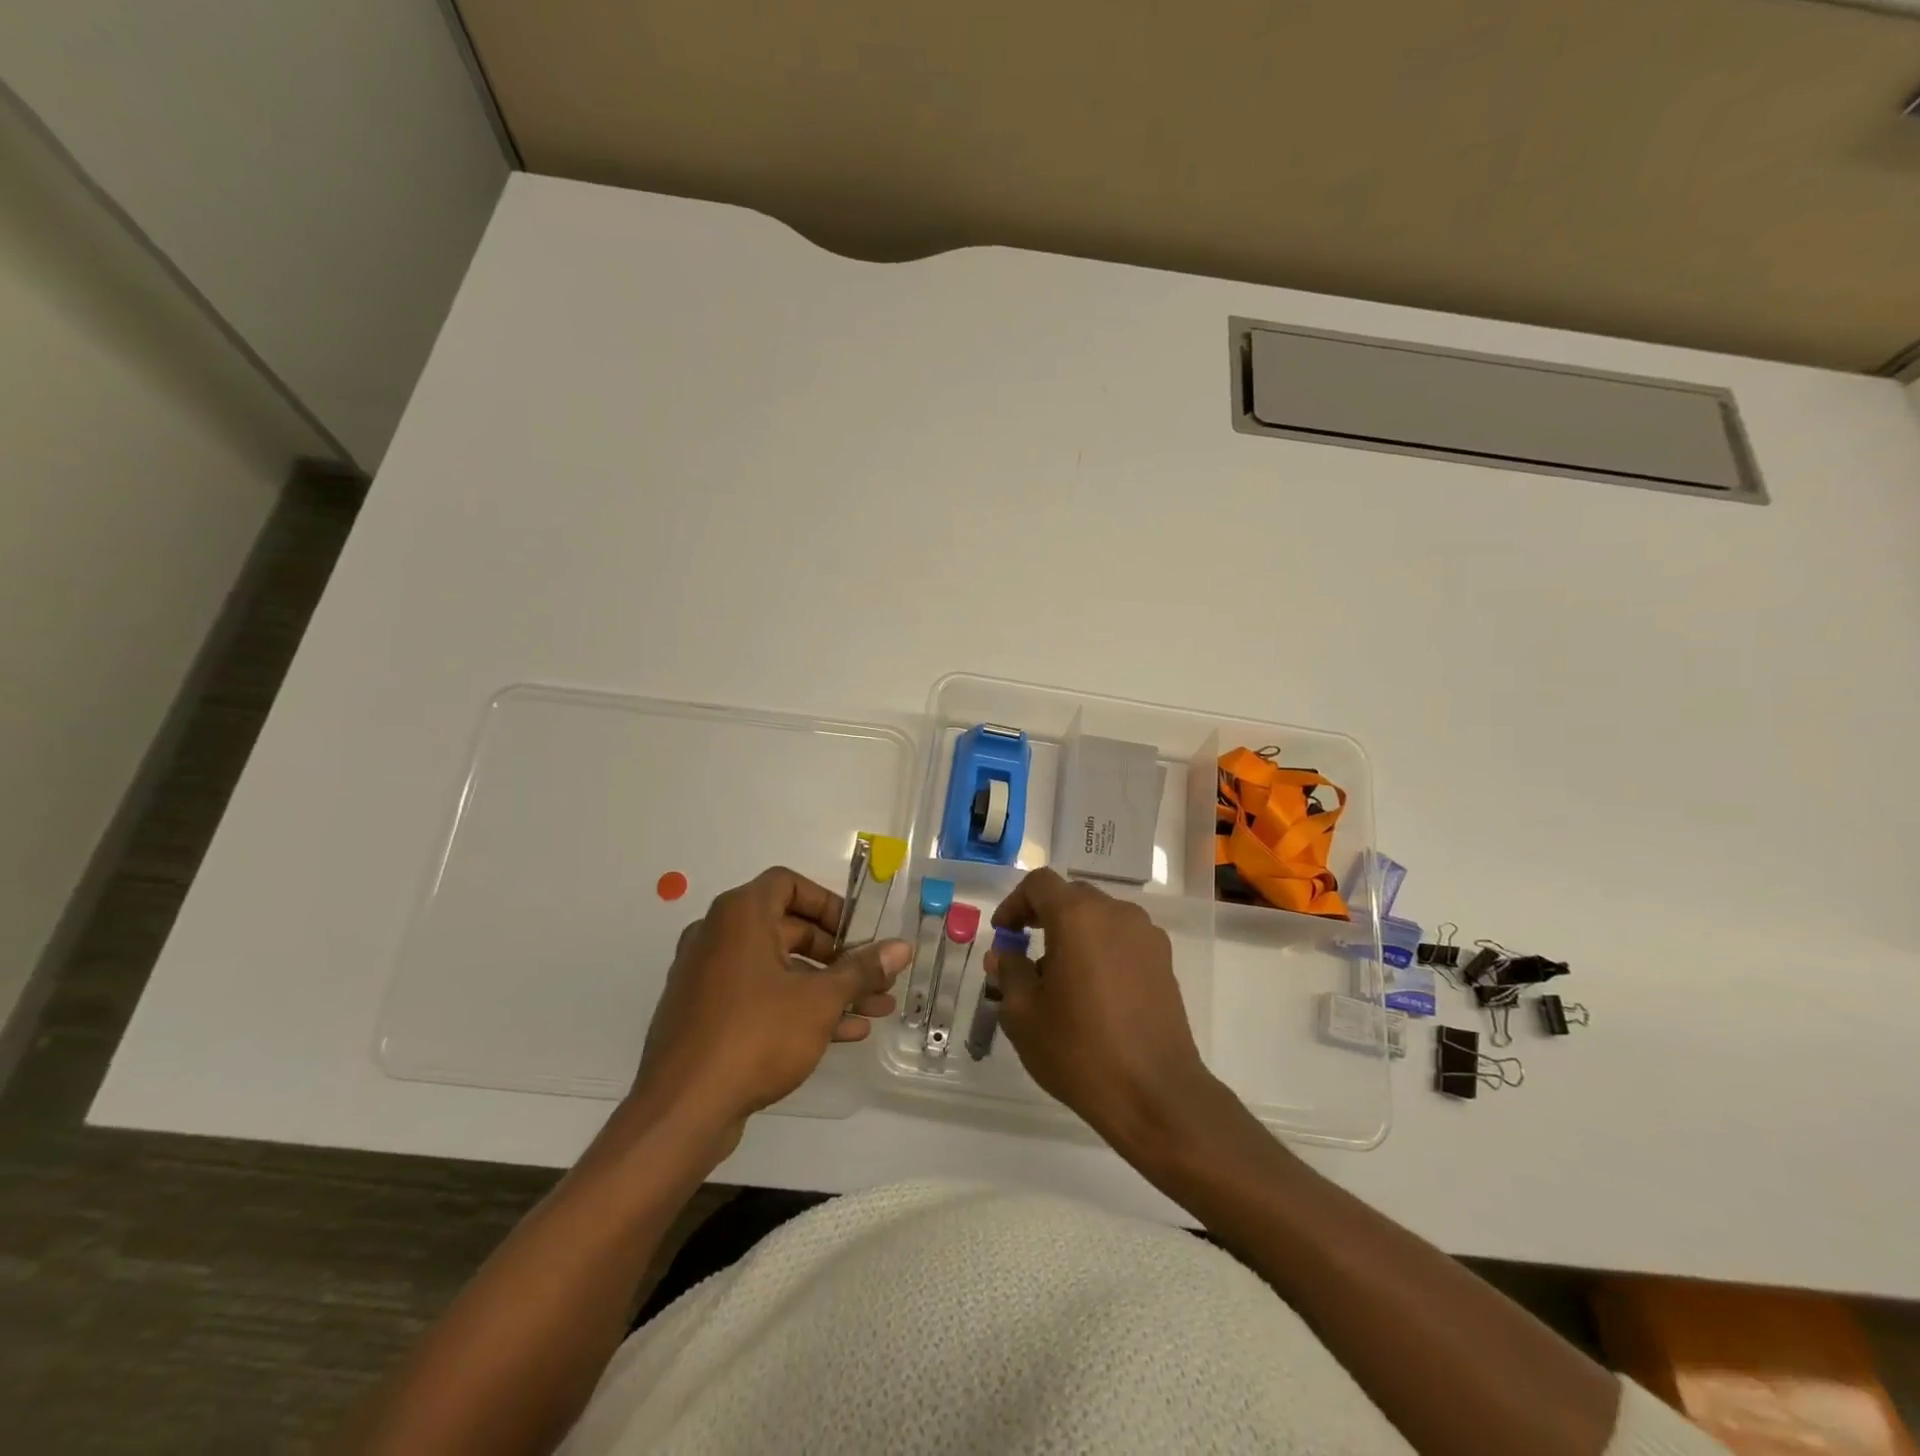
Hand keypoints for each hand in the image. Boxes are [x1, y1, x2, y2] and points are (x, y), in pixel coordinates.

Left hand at [632, 866, 908, 1144]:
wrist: (681, 1111)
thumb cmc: (756, 1035)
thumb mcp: (820, 1000)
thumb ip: (862, 970)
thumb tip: (902, 947)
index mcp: (740, 915)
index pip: (788, 884)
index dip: (829, 904)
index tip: (858, 932)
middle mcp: (718, 936)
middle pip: (789, 929)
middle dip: (839, 956)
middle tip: (875, 978)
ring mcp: (708, 978)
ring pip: (779, 969)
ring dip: (827, 986)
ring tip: (873, 1010)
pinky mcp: (705, 1015)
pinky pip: (760, 997)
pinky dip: (797, 1006)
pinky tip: (843, 1033)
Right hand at [988, 868, 1220, 1156]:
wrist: (1156, 1094)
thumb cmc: (1079, 1050)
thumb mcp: (1023, 1014)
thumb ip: (1009, 971)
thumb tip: (1004, 954)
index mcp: (1078, 916)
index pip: (1039, 884)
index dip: (1014, 903)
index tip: (1004, 935)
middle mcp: (1116, 913)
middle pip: (1071, 896)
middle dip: (1043, 917)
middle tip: (1024, 953)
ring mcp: (1146, 935)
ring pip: (1099, 917)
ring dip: (1073, 934)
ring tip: (1059, 979)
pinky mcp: (1164, 961)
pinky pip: (1122, 939)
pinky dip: (1100, 950)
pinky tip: (1093, 993)